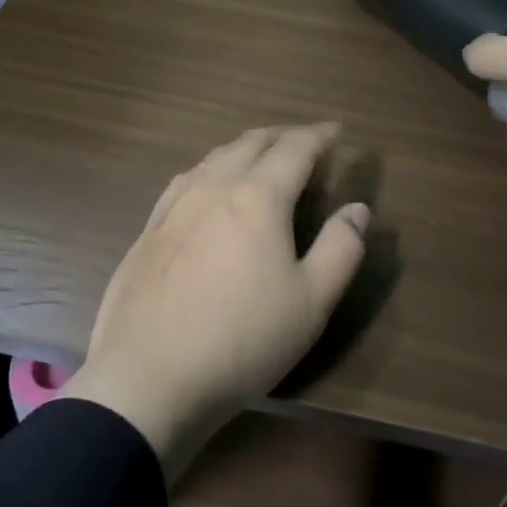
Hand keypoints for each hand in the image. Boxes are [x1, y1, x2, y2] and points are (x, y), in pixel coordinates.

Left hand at [62, 124, 369, 484]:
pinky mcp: (149, 228)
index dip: (319, 135)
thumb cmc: (242, 339)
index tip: (336, 130)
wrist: (148, 376)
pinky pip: (187, 178)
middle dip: (282, 136)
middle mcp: (214, 186)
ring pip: (215, 156)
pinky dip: (211, 168)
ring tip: (261, 157)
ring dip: (245, 148)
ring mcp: (175, 205)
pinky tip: (209, 185)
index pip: (295, 148)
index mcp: (258, 197)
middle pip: (252, 143)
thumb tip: (358, 209)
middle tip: (304, 141)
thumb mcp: (311, 302)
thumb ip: (341, 250)